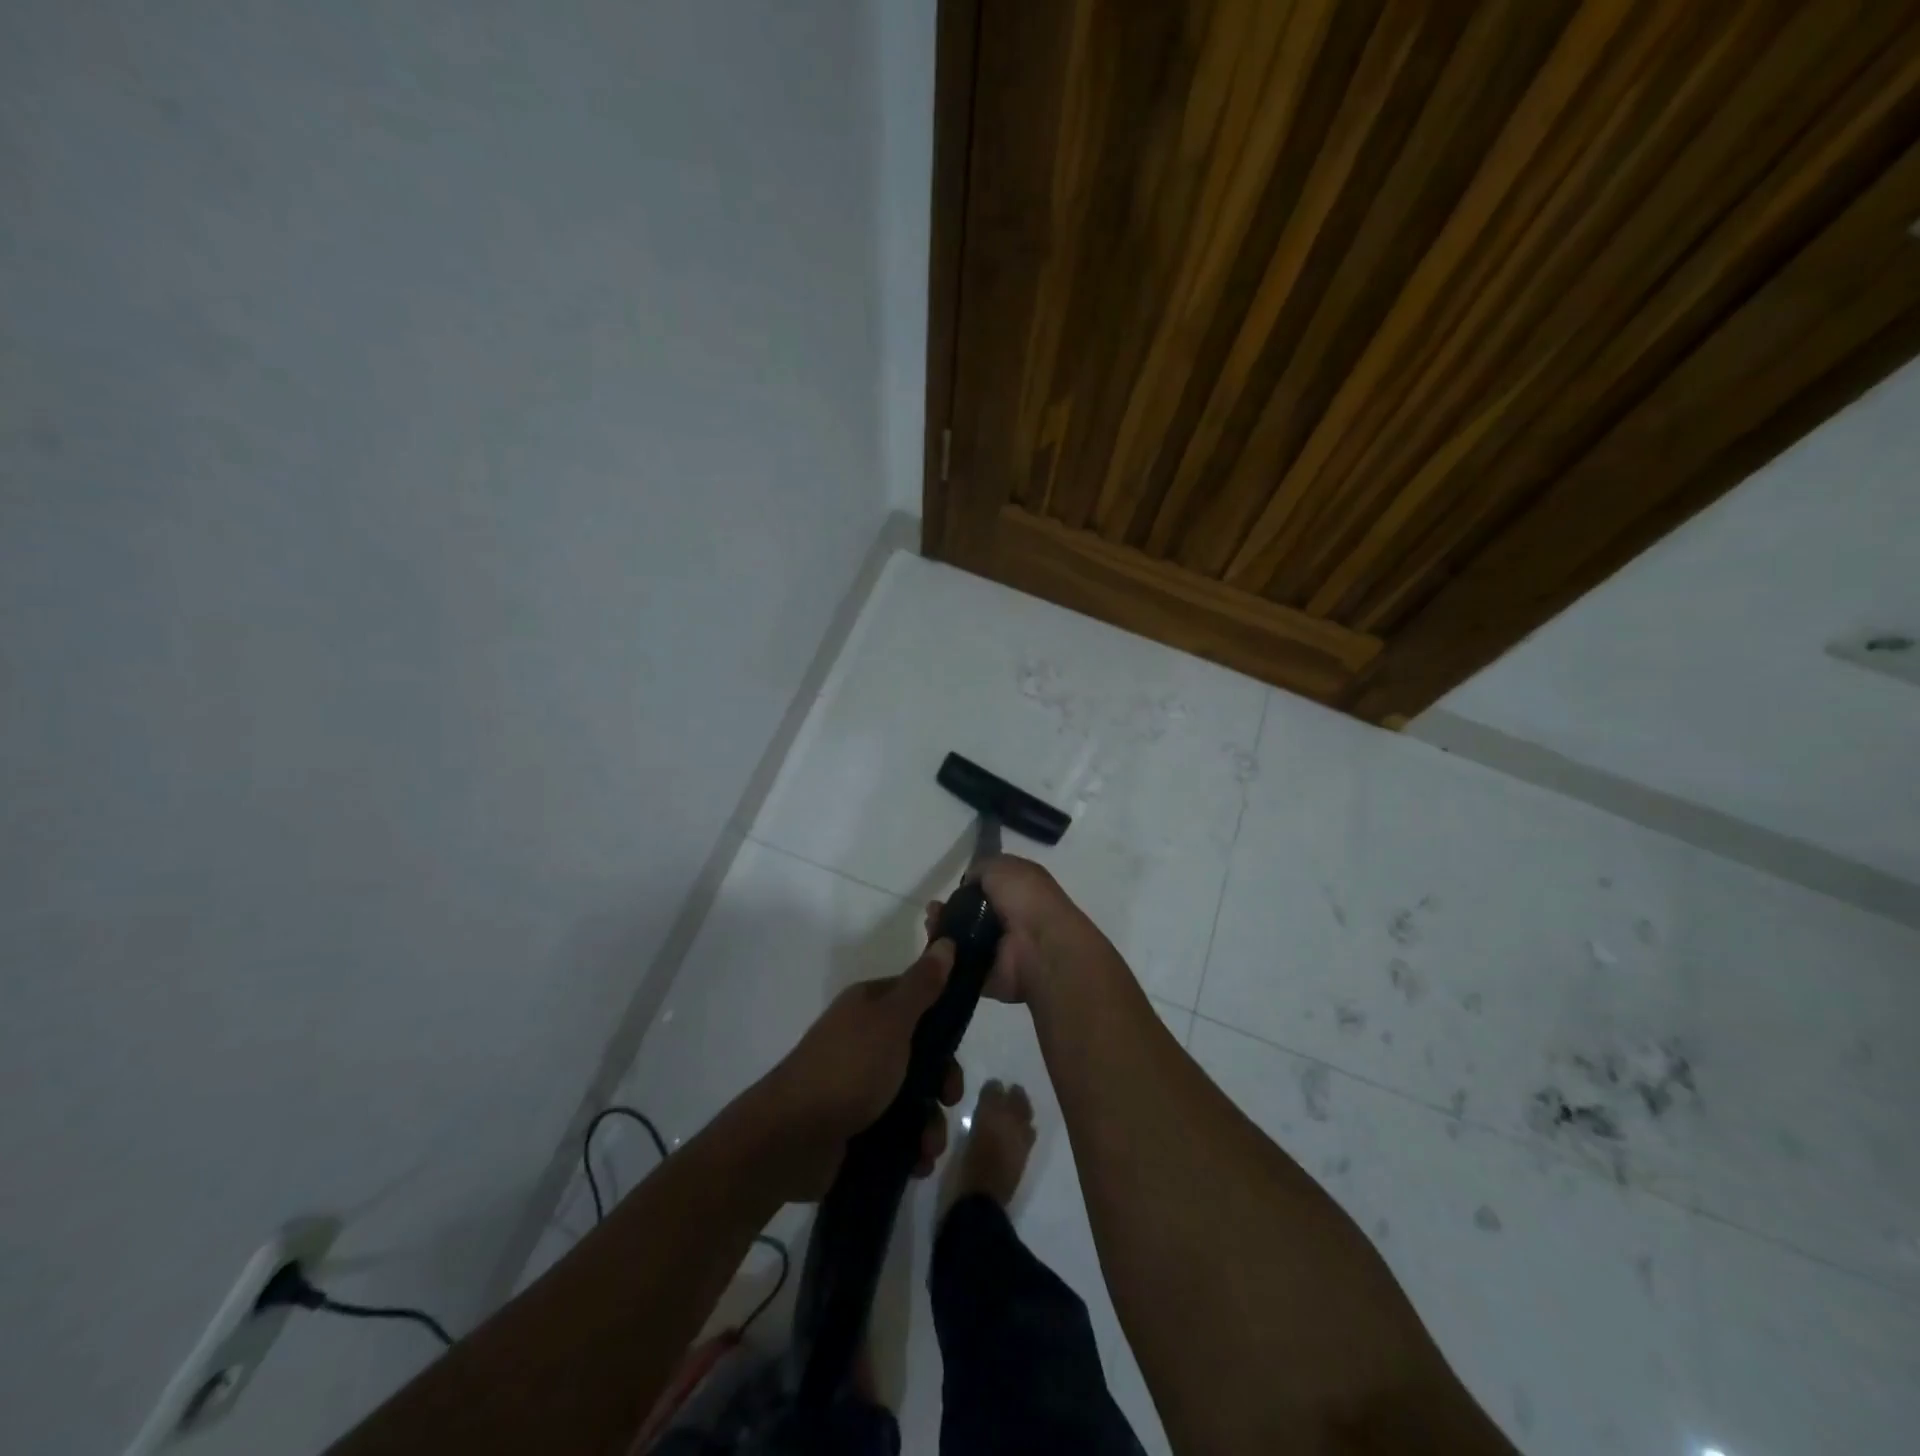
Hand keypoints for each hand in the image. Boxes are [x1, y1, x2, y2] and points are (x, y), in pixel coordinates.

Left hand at [747, 940, 964, 1200]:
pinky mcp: (855, 1124)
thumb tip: (946, 942)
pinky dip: (911, 1146)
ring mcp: (858, 1084)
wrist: (790, 1139)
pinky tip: (917, 1162)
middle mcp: (864, 1039)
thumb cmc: (848, 1069)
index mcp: (869, 1007)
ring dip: (929, 1123)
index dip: (943, 1021)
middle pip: (921, 1053)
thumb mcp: (892, 1021)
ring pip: (912, 1096)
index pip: (918, 1000)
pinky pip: (896, 1130)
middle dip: (942, 1081)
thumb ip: (922, 986)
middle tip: (948, 1099)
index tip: (959, 1046)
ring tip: (928, 1146)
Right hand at [922, 855, 1105, 1004]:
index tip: (948, 890)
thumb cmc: (1026, 899)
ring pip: (960, 941)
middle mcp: (1008, 921)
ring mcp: (998, 951)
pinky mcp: (986, 976)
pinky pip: (958, 966)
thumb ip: (981, 868)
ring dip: (943, 933)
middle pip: (968, 916)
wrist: (1040, 946)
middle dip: (947, 912)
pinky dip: (945, 959)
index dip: (964, 889)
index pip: (985, 890)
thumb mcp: (1003, 866)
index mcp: (1017, 893)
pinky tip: (935, 948)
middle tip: (933, 911)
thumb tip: (968, 880)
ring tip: (931, 925)